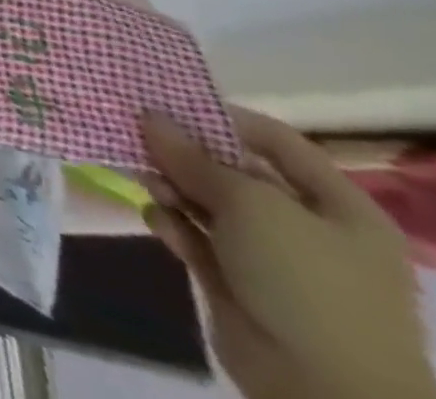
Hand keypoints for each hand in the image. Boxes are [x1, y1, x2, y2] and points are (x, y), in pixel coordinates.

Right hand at [143, 107, 433, 398]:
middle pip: (232, 171)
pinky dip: (172, 225)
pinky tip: (158, 223)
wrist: (324, 391)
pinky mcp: (237, 281)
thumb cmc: (304, 280)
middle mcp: (307, 228)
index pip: (275, 140)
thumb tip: (148, 116)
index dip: (222, 117)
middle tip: (136, 138)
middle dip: (183, 155)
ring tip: (148, 184)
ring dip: (171, 188)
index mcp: (337, 207)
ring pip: (206, 203)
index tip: (164, 103)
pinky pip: (195, 237)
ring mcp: (271, 259)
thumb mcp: (248, 203)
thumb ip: (192, 156)